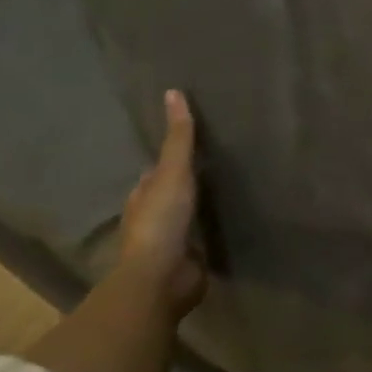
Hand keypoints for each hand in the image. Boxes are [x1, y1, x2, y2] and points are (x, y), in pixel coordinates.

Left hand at [118, 90, 207, 318]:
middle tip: (215, 166)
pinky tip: (229, 225)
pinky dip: (210, 232)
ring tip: (226, 193)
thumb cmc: (161, 220)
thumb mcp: (172, 171)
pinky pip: (202, 241)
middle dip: (185, 185)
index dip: (171, 159)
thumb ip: (178, 137)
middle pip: (170, 195)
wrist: (162, 278)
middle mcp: (153, 218)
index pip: (156, 172)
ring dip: (198, 209)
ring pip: (185, 218)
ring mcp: (170, 243)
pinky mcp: (188, 261)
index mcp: (142, 197)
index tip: (191, 145)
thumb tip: (173, 92)